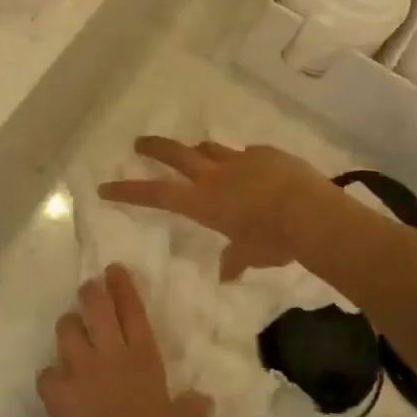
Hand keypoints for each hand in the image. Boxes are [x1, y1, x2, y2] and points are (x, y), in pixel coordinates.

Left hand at [38, 265, 211, 416]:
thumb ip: (188, 411)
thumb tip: (206, 400)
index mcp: (142, 358)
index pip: (132, 311)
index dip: (123, 287)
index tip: (114, 269)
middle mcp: (109, 354)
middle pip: (95, 306)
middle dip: (90, 292)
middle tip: (90, 289)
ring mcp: (79, 368)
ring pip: (66, 328)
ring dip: (68, 327)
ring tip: (72, 333)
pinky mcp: (56, 389)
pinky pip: (47, 372)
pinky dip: (51, 376)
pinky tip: (56, 384)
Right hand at [99, 137, 337, 280]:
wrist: (310, 212)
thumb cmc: (275, 240)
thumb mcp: (252, 255)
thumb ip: (235, 260)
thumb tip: (226, 273)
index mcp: (204, 203)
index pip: (156, 195)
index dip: (129, 191)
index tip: (106, 186)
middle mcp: (215, 176)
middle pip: (175, 154)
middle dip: (154, 148)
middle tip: (138, 143)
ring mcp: (240, 160)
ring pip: (209, 148)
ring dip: (198, 151)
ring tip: (197, 153)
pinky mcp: (265, 153)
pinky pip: (247, 154)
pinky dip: (243, 161)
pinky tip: (254, 170)